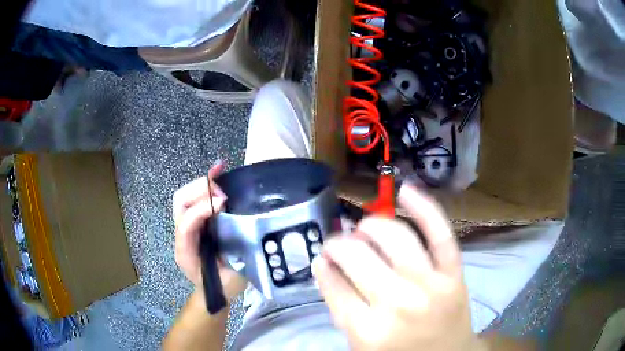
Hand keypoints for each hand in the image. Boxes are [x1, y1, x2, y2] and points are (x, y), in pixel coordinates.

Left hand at [173, 163, 246, 299]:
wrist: (213, 292)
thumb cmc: (223, 287)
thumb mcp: (233, 278)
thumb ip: (237, 258)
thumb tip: (243, 230)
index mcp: (186, 253)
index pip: (186, 224)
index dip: (201, 210)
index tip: (223, 204)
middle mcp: (181, 236)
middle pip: (180, 202)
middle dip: (199, 191)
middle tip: (222, 194)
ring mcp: (186, 227)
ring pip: (184, 196)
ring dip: (201, 183)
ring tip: (220, 175)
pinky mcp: (195, 222)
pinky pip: (194, 197)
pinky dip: (205, 182)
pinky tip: (218, 170)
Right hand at [313, 185, 483, 350]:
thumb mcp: (360, 345)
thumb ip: (340, 309)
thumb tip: (324, 267)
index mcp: (369, 331)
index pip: (335, 285)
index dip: (325, 266)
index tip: (323, 257)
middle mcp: (399, 304)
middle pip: (359, 257)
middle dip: (340, 244)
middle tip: (339, 243)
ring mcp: (431, 285)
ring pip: (396, 238)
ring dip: (372, 225)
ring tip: (365, 229)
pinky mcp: (454, 274)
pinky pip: (440, 234)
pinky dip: (424, 208)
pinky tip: (405, 191)